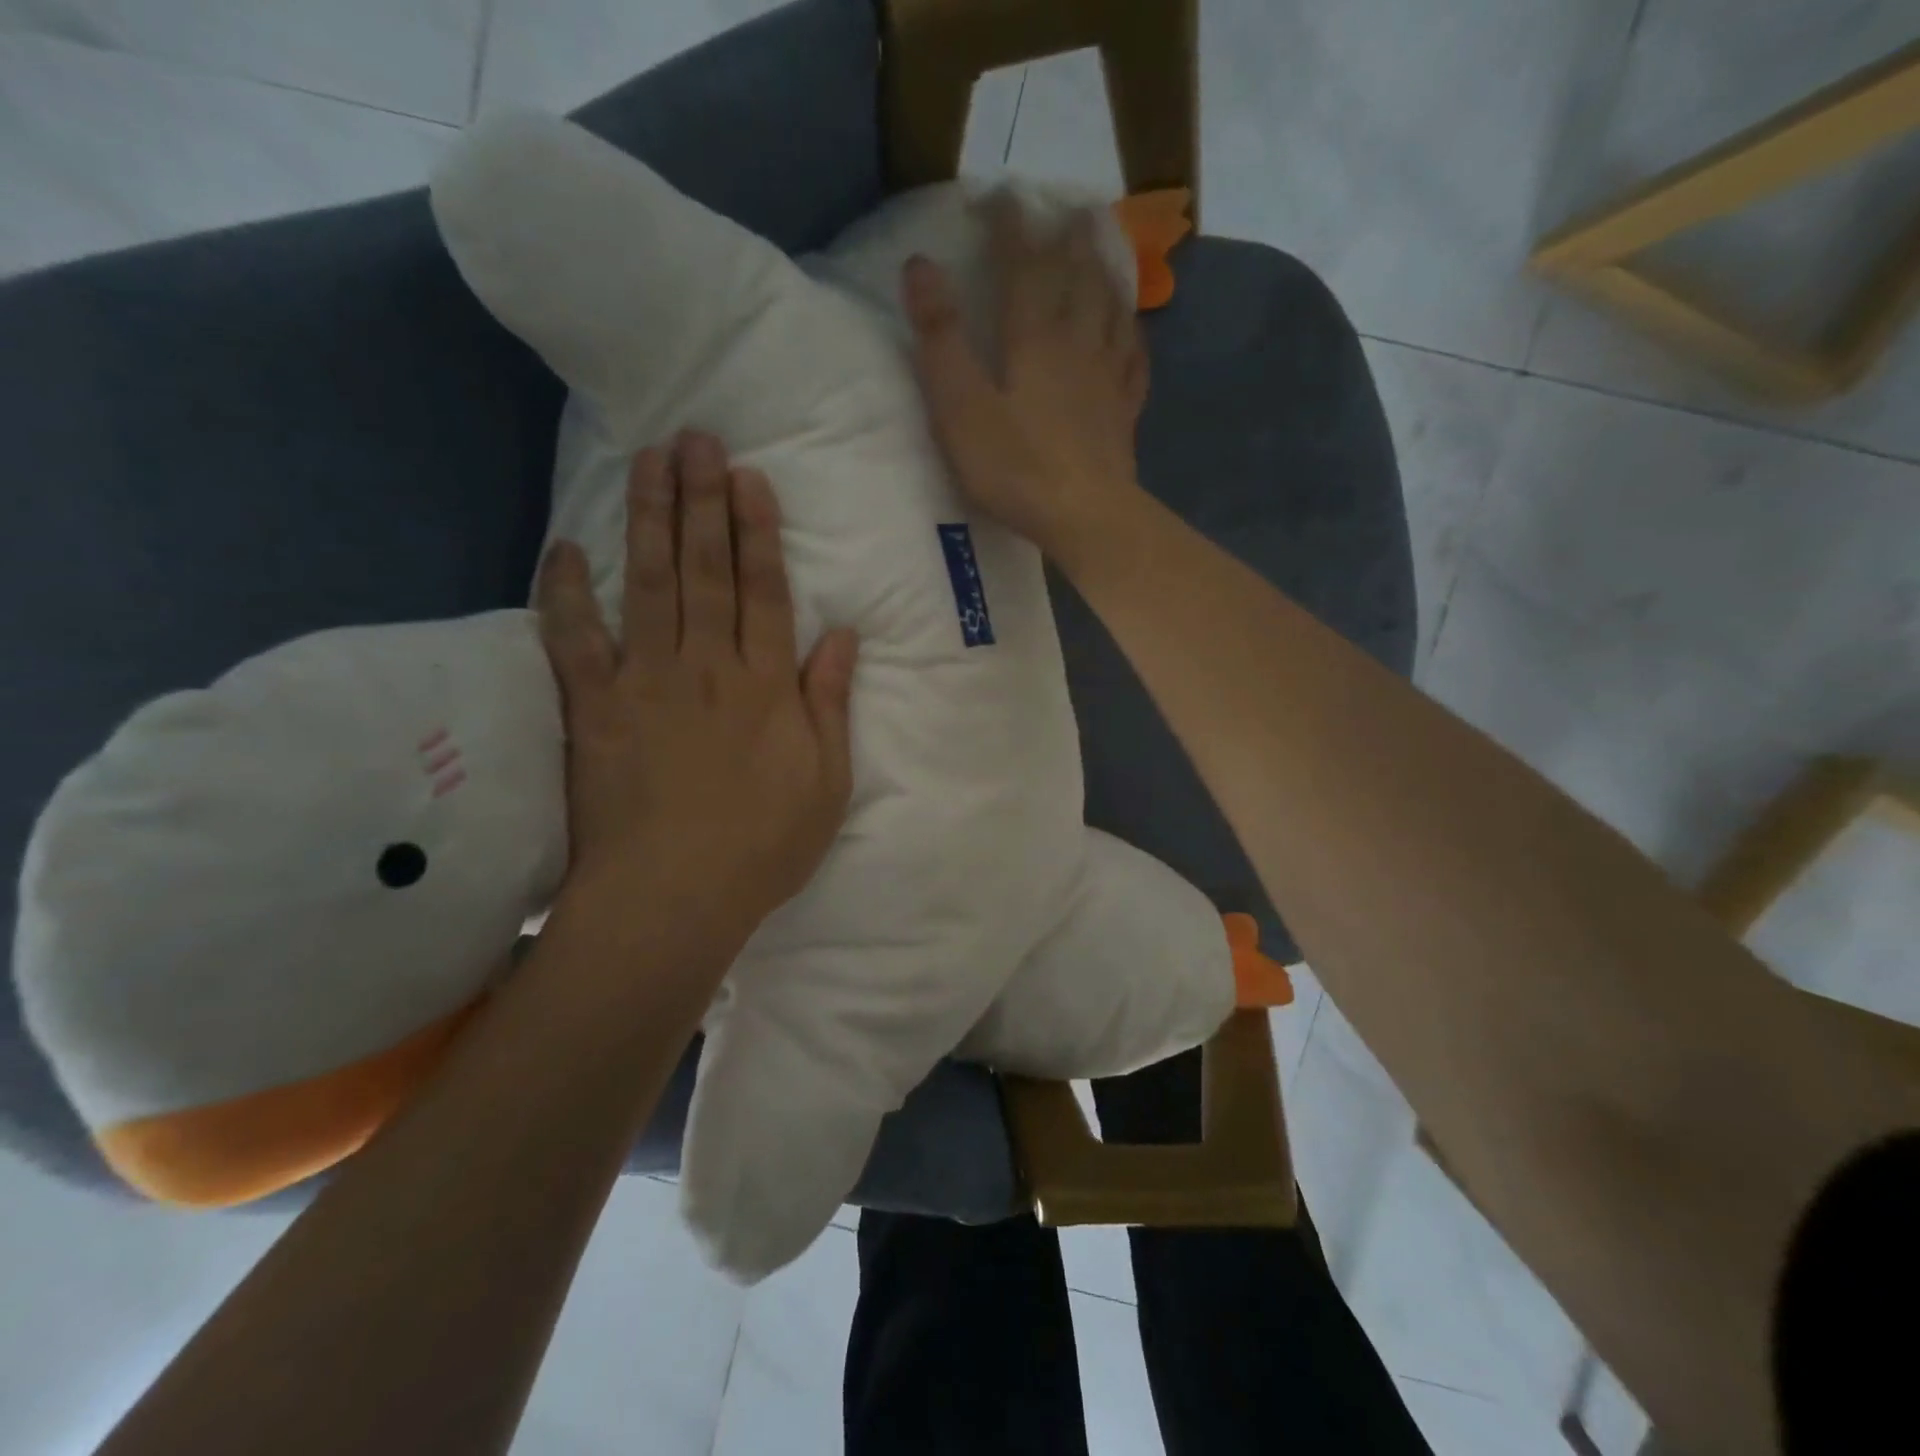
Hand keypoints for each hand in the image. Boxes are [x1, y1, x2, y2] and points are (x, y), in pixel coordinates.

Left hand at [536, 432, 858, 938]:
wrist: (674, 898)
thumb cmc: (763, 846)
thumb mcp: (826, 782)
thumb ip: (830, 703)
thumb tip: (843, 635)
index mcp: (765, 686)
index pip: (764, 592)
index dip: (758, 532)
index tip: (748, 478)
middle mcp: (706, 667)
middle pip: (705, 571)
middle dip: (702, 501)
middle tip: (696, 438)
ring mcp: (645, 683)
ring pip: (647, 585)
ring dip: (647, 519)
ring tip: (648, 461)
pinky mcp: (592, 709)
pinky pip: (574, 641)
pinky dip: (565, 594)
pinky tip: (564, 548)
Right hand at [901, 193, 1149, 565]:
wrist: (1085, 516)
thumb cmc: (1016, 467)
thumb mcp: (960, 407)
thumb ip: (940, 338)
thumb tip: (920, 265)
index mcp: (1033, 337)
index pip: (1023, 264)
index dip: (1010, 225)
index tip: (999, 196)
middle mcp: (1077, 343)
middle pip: (1077, 276)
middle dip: (1068, 237)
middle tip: (1069, 207)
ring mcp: (1108, 377)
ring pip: (1111, 308)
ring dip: (1105, 271)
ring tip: (1104, 247)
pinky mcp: (1124, 413)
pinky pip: (1133, 359)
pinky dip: (1131, 333)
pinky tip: (1131, 329)